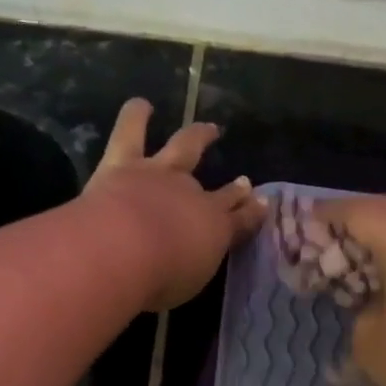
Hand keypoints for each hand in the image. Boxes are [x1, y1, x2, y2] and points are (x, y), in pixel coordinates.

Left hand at [84, 99, 266, 310]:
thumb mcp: (187, 281)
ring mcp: (161, 175)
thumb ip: (190, 266)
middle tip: (243, 181)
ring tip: (205, 128)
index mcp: (214, 230)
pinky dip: (136, 115)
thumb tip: (190, 256)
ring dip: (196, 136)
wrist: (122, 249)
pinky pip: (131, 132)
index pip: (239, 221)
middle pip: (219, 190)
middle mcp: (194, 196)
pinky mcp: (124, 163)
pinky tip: (140, 104)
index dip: (251, 213)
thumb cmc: (158, 279)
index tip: (263, 204)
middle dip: (234, 188)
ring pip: (183, 147)